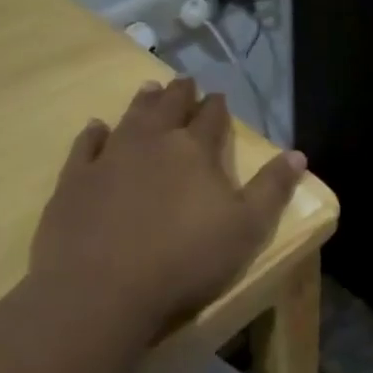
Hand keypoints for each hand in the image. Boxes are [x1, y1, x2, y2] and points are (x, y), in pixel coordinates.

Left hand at [28, 79, 306, 341]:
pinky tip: (96, 127)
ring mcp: (109, 159)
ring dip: (142, 102)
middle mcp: (153, 143)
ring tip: (149, 88)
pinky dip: (93, 133)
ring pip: (130, 118)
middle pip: (169, 107)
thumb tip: (297, 154)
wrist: (102, 291)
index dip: (217, 106)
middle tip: (184, 81)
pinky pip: (85, 146)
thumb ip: (272, 188)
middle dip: (180, 94)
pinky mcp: (75, 182)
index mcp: (195, 151)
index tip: (219, 96)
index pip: (211, 118)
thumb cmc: (186, 260)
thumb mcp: (247, 228)